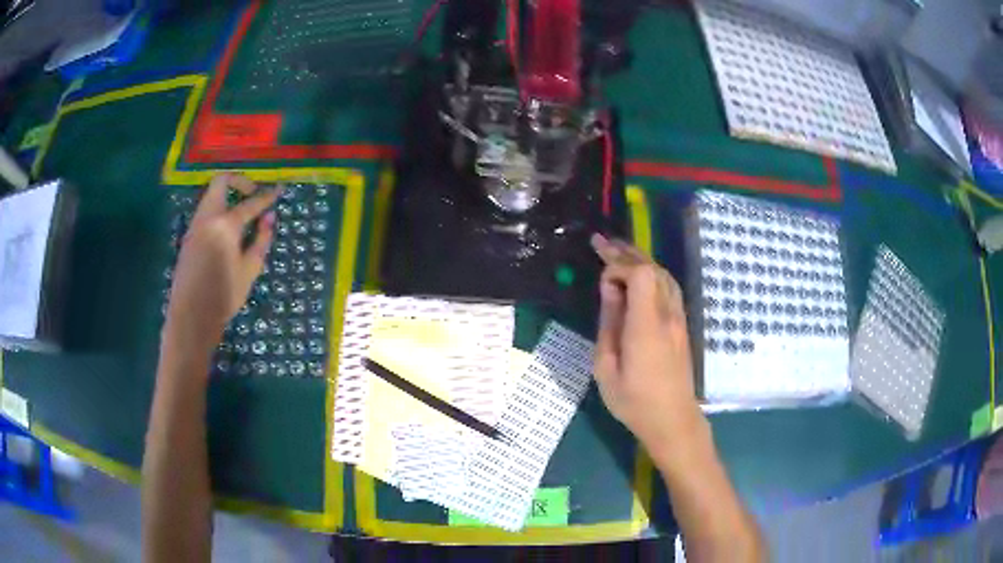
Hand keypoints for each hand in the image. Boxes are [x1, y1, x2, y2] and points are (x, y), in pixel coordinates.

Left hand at [163, 173, 279, 359]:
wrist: (191, 316)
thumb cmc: (223, 296)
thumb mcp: (249, 270)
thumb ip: (261, 240)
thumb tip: (269, 218)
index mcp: (225, 225)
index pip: (250, 203)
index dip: (266, 196)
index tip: (278, 190)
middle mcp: (207, 217)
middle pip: (221, 182)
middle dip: (239, 182)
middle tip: (252, 195)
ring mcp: (195, 225)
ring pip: (210, 195)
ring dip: (227, 195)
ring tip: (241, 212)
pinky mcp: (189, 235)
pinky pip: (205, 210)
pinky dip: (218, 208)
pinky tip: (227, 228)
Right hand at [591, 234, 702, 455]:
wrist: (673, 420)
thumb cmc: (634, 401)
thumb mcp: (606, 369)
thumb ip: (608, 324)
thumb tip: (608, 289)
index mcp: (647, 326)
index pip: (641, 274)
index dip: (619, 266)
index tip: (600, 279)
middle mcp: (667, 315)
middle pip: (653, 269)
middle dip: (626, 253)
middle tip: (600, 243)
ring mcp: (679, 319)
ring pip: (664, 275)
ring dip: (641, 260)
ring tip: (617, 252)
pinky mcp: (682, 325)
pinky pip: (669, 288)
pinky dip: (652, 274)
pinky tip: (640, 276)